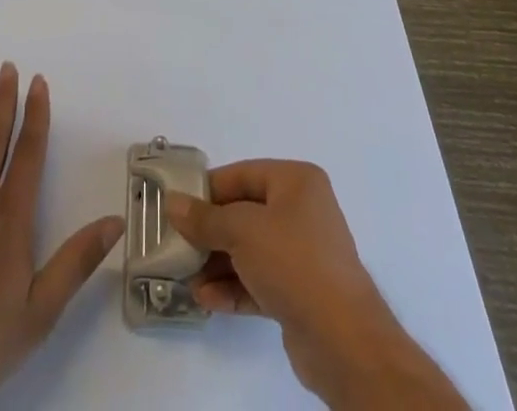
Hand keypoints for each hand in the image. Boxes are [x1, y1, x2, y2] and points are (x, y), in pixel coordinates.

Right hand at [166, 160, 467, 409]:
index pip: (242, 175)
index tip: (178, 206)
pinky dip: (234, 287)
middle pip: (244, 213)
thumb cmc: (294, 262)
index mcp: (296, 181)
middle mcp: (301, 211)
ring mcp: (302, 253)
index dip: (208, 190)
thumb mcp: (242, 231)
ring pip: (250, 250)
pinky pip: (259, 280)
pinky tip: (206, 300)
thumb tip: (173, 203)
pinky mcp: (300, 292)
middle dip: (210, 232)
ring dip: (218, 263)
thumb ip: (205, 218)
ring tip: (187, 278)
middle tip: (177, 245)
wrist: (343, 341)